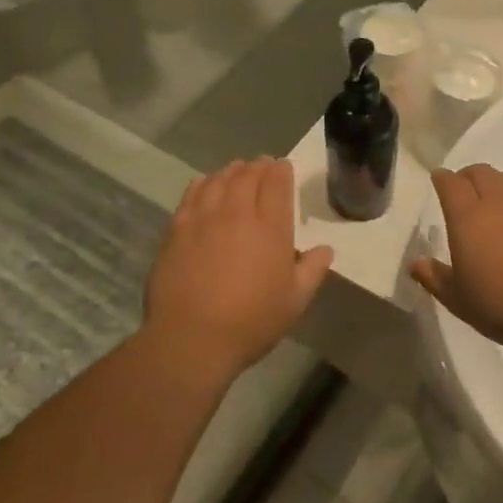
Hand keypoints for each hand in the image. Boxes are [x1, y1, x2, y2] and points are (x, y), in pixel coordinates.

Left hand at [144, 158, 333, 376]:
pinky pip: (191, 195)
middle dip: (257, 166)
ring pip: (218, 180)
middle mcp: (237, 214)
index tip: (282, 165)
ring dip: (231, 171)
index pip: (277, 185)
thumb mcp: (294, 302)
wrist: (191, 338)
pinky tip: (204, 184)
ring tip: (236, 170)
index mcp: (270, 229)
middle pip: (247, 177)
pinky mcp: (177, 230)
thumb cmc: (250, 322)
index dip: (281, 171)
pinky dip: (202, 183)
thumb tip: (325, 249)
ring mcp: (203, 219)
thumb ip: (312, 271)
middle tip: (261, 164)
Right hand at [410, 166, 502, 358]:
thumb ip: (433, 277)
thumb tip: (416, 263)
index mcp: (468, 217)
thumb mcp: (458, 299)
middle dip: (467, 176)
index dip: (442, 178)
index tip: (438, 181)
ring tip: (494, 203)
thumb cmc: (502, 306)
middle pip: (481, 172)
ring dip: (496, 184)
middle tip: (463, 191)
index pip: (451, 183)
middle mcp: (500, 202)